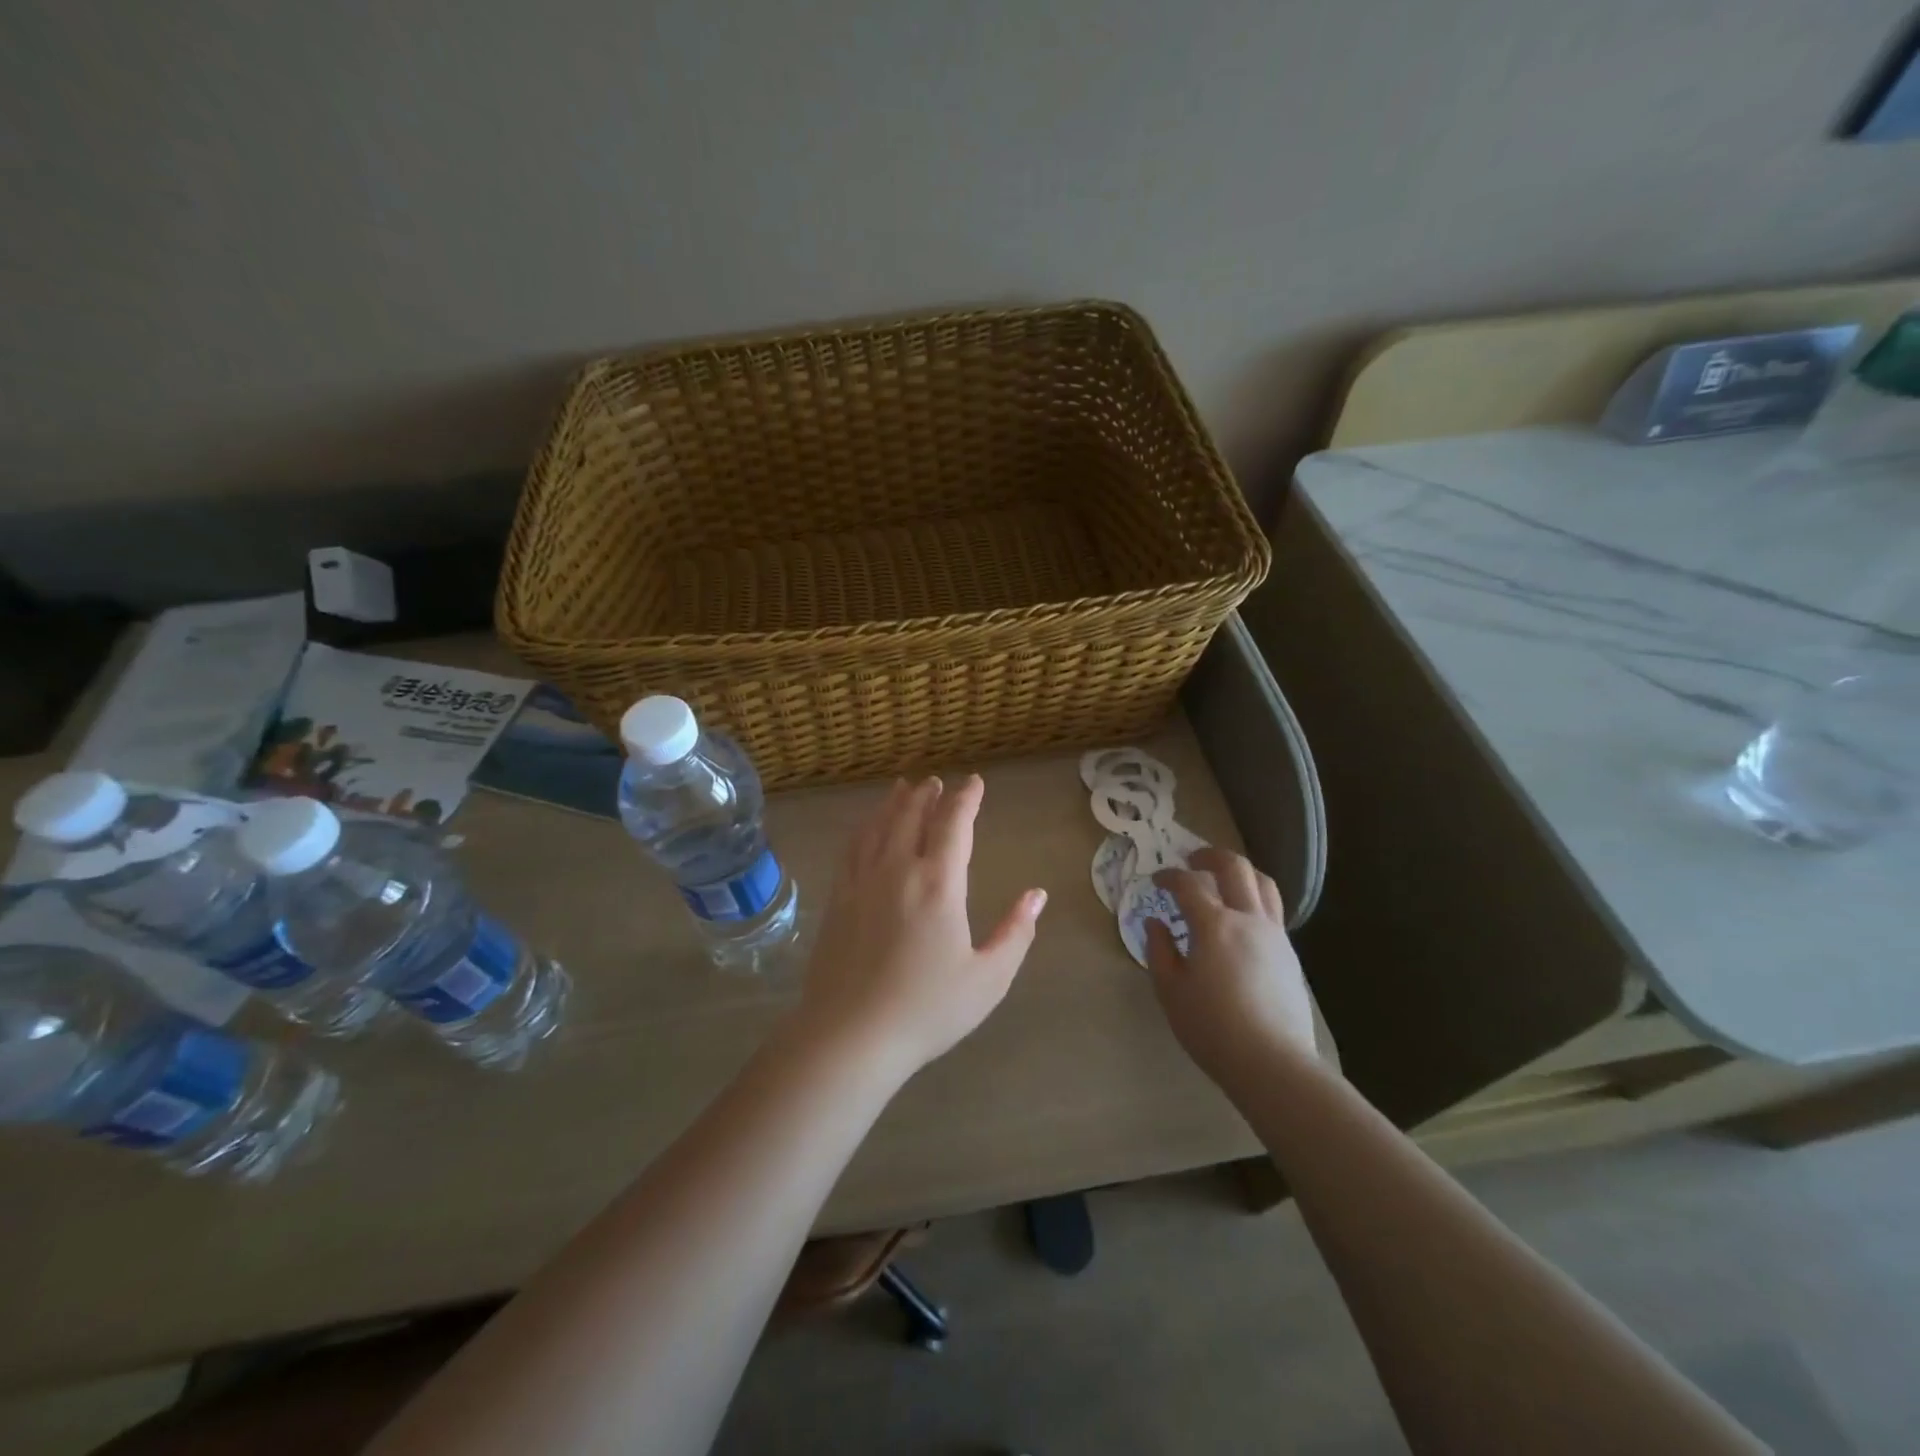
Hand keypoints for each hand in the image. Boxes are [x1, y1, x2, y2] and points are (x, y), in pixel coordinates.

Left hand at [792, 775, 1046, 1079]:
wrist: (850, 1035)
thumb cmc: (927, 1009)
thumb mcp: (988, 978)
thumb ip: (1016, 933)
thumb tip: (1037, 895)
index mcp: (938, 883)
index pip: (955, 825)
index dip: (966, 799)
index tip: (975, 782)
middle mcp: (898, 870)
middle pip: (912, 816)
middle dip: (928, 795)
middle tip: (936, 782)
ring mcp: (862, 882)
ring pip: (879, 826)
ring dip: (894, 803)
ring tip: (903, 788)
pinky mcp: (838, 899)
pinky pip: (852, 848)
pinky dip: (865, 827)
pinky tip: (867, 827)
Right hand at [1144, 847, 1317, 1091]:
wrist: (1272, 1063)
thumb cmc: (1212, 1027)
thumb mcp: (1171, 991)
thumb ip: (1160, 950)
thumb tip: (1155, 923)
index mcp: (1214, 925)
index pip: (1189, 884)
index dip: (1169, 876)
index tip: (1156, 881)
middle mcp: (1248, 919)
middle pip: (1235, 867)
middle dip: (1210, 856)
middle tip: (1191, 861)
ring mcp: (1274, 935)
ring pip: (1263, 883)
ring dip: (1240, 872)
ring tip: (1223, 880)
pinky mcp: (1289, 954)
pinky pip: (1273, 910)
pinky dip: (1254, 898)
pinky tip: (1240, 919)